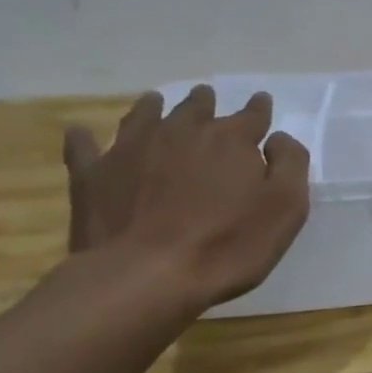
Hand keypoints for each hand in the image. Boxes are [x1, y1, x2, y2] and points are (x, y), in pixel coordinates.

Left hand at [63, 86, 309, 312]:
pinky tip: (81, 132)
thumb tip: (278, 139)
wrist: (147, 275)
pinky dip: (85, 138)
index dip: (260, 109)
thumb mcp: (286, 207)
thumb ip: (290, 164)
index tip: (262, 102)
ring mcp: (131, 149)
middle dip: (205, 102)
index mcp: (231, 140)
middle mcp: (182, 132)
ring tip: (155, 102)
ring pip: (144, 116)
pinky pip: (85, 148)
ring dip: (153, 107)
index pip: (252, 115)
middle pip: (196, 109)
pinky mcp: (94, 175)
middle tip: (207, 97)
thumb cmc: (230, 244)